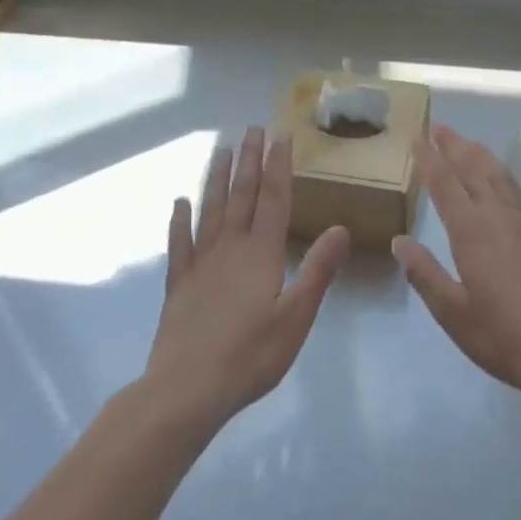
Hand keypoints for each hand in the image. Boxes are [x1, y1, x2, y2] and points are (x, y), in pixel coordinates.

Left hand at [143, 127, 349, 427]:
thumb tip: (341, 228)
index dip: (278, 165)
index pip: (273, 199)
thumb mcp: (296, 317)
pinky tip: (180, 203)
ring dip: (218, 179)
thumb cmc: (250, 356)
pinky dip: (180, 221)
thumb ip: (317, 271)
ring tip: (222, 150)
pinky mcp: (179, 285)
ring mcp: (200, 264)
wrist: (186, 390)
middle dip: (250, 160)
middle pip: (242, 195)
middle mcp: (230, 248)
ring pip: (211, 210)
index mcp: (261, 253)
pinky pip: (179, 244)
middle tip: (252, 128)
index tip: (281, 135)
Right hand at [392, 125, 520, 399]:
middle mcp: (498, 215)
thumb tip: (399, 242)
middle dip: (453, 146)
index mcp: (471, 231)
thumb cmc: (501, 335)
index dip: (430, 159)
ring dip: (478, 154)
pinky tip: (499, 176)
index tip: (418, 137)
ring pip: (497, 174)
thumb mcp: (452, 312)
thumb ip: (424, 274)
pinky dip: (500, 172)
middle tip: (437, 126)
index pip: (445, 184)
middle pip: (472, 169)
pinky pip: (515, 188)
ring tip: (465, 142)